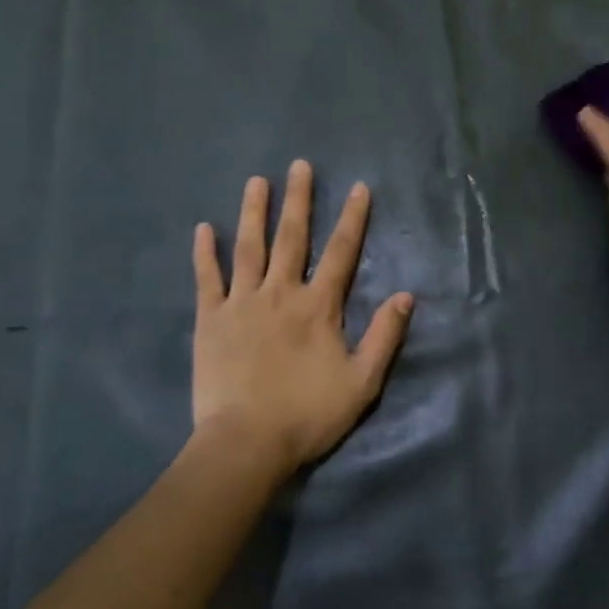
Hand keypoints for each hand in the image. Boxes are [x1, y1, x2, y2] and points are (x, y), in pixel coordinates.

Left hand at [192, 161, 413, 475]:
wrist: (246, 443)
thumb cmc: (308, 414)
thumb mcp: (362, 382)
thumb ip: (384, 336)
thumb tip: (406, 295)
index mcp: (318, 307)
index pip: (341, 253)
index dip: (353, 219)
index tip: (359, 188)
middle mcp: (280, 294)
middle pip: (292, 238)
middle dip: (298, 200)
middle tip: (300, 166)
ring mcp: (241, 303)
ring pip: (249, 248)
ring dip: (253, 213)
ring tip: (256, 182)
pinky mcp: (209, 320)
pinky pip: (206, 279)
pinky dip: (205, 253)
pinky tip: (203, 228)